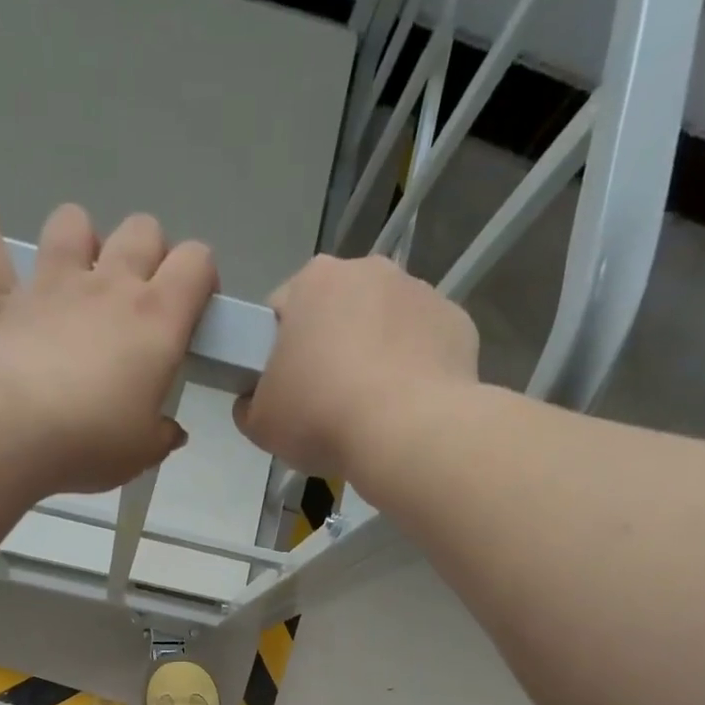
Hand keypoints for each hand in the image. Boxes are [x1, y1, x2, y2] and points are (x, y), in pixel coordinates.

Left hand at [0, 200, 217, 495]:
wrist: (12, 428)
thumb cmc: (92, 441)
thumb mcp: (142, 452)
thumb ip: (161, 436)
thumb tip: (170, 431)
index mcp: (157, 320)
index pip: (196, 262)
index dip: (201, 276)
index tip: (194, 308)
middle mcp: (109, 286)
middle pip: (141, 230)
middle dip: (148, 251)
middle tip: (140, 293)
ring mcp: (52, 284)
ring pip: (72, 222)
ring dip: (79, 236)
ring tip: (76, 268)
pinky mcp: (2, 297)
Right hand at [233, 255, 480, 483]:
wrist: (409, 434)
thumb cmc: (322, 417)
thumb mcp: (260, 423)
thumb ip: (248, 404)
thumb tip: (254, 400)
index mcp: (313, 281)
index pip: (280, 310)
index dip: (275, 352)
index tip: (282, 389)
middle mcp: (368, 270)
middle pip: (336, 311)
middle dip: (329, 347)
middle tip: (324, 403)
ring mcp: (419, 291)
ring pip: (383, 324)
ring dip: (374, 355)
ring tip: (370, 410)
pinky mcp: (456, 322)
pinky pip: (423, 344)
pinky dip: (414, 368)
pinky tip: (405, 407)